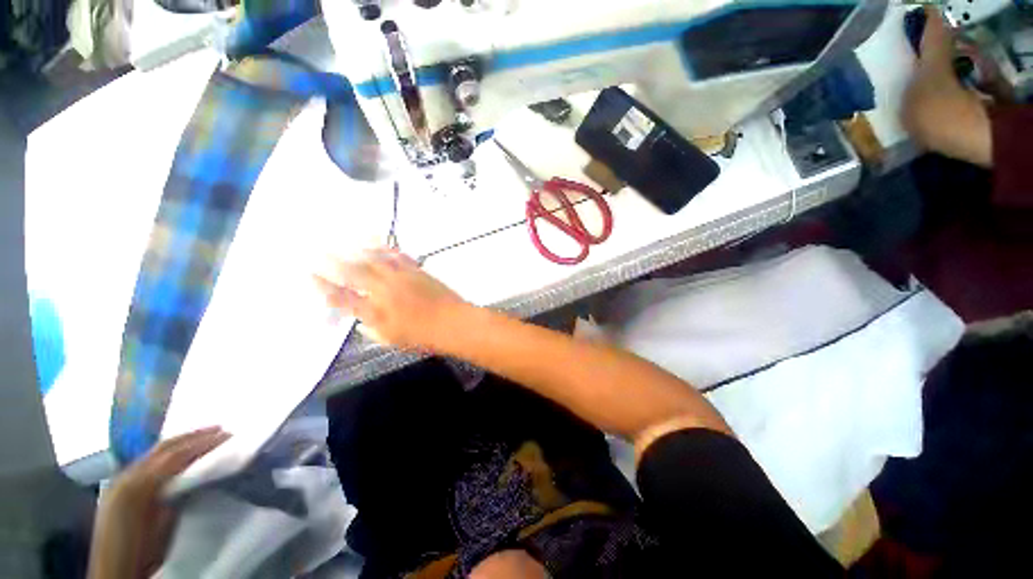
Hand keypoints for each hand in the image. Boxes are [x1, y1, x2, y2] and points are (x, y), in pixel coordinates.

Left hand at [89, 427, 229, 578]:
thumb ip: (176, 494)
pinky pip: (146, 460)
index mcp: (140, 485)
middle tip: (221, 429)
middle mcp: (128, 475)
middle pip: (164, 447)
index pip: (177, 455)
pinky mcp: (118, 485)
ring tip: (205, 436)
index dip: (203, 443)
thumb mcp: (164, 525)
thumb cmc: (144, 551)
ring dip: (181, 441)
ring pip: (154, 451)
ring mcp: (120, 478)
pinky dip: (167, 452)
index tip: (228, 435)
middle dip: (194, 436)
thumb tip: (198, 471)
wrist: (114, 571)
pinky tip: (179, 452)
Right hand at [314, 248, 467, 350]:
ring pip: (374, 260)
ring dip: (356, 249)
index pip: (343, 298)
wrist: (454, 322)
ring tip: (342, 240)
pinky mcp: (416, 270)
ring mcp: (401, 278)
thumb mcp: (393, 340)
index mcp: (376, 313)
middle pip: (354, 273)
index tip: (310, 275)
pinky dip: (383, 248)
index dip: (324, 287)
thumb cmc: (424, 337)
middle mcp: (384, 292)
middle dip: (333, 262)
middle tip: (318, 250)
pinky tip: (375, 242)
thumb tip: (361, 322)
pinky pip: (396, 255)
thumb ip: (373, 330)